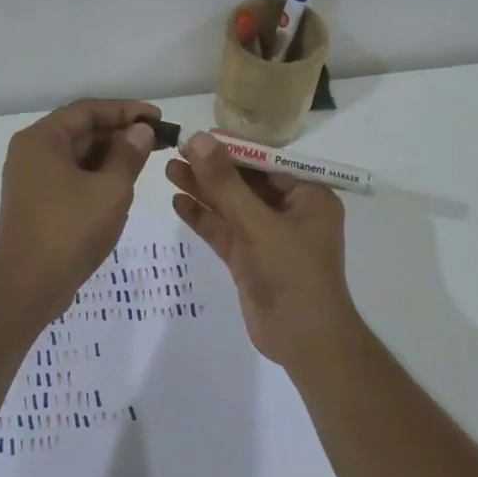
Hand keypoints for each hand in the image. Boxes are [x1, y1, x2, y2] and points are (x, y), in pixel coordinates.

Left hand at [0, 99, 160, 310]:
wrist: (28, 285)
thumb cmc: (70, 229)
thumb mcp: (111, 189)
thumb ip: (129, 154)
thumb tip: (141, 131)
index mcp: (42, 139)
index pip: (88, 110)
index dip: (126, 110)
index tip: (158, 118)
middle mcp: (31, 152)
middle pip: (81, 130)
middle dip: (120, 132)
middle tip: (158, 139)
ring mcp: (32, 178)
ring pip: (77, 155)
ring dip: (111, 154)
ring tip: (146, 159)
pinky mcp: (37, 202)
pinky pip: (71, 176)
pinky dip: (97, 174)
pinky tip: (122, 182)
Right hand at [165, 131, 359, 369]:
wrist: (304, 340)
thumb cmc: (292, 273)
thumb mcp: (258, 224)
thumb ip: (226, 183)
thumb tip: (198, 139)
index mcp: (309, 196)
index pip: (266, 162)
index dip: (231, 148)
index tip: (197, 136)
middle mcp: (290, 212)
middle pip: (246, 183)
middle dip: (212, 169)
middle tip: (175, 152)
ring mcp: (268, 237)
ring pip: (232, 207)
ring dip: (203, 191)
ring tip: (168, 171)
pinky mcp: (250, 260)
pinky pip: (225, 232)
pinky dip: (204, 219)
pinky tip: (179, 203)